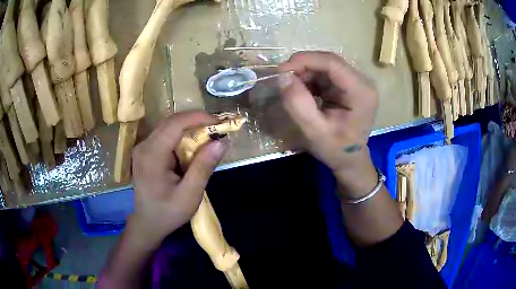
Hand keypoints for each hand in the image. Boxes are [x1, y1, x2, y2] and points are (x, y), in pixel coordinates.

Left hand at [128, 112, 227, 247]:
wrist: (148, 222)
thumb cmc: (168, 212)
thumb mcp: (190, 195)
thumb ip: (204, 167)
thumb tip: (221, 141)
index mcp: (152, 155)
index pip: (175, 124)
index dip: (198, 118)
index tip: (220, 122)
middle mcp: (144, 146)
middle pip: (171, 122)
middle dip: (196, 121)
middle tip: (218, 129)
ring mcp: (143, 147)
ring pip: (169, 126)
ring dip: (190, 128)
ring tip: (209, 136)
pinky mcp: (146, 150)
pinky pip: (166, 135)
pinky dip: (182, 136)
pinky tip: (193, 146)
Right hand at [278, 51, 378, 197]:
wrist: (349, 160)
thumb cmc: (336, 149)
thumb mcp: (315, 131)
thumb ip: (299, 104)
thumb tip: (283, 77)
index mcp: (361, 92)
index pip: (333, 63)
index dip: (305, 60)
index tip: (281, 70)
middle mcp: (362, 82)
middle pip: (330, 61)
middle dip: (304, 65)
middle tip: (283, 78)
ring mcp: (356, 83)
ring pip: (326, 65)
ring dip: (305, 72)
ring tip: (292, 87)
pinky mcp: (348, 85)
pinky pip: (326, 73)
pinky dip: (310, 78)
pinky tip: (303, 90)